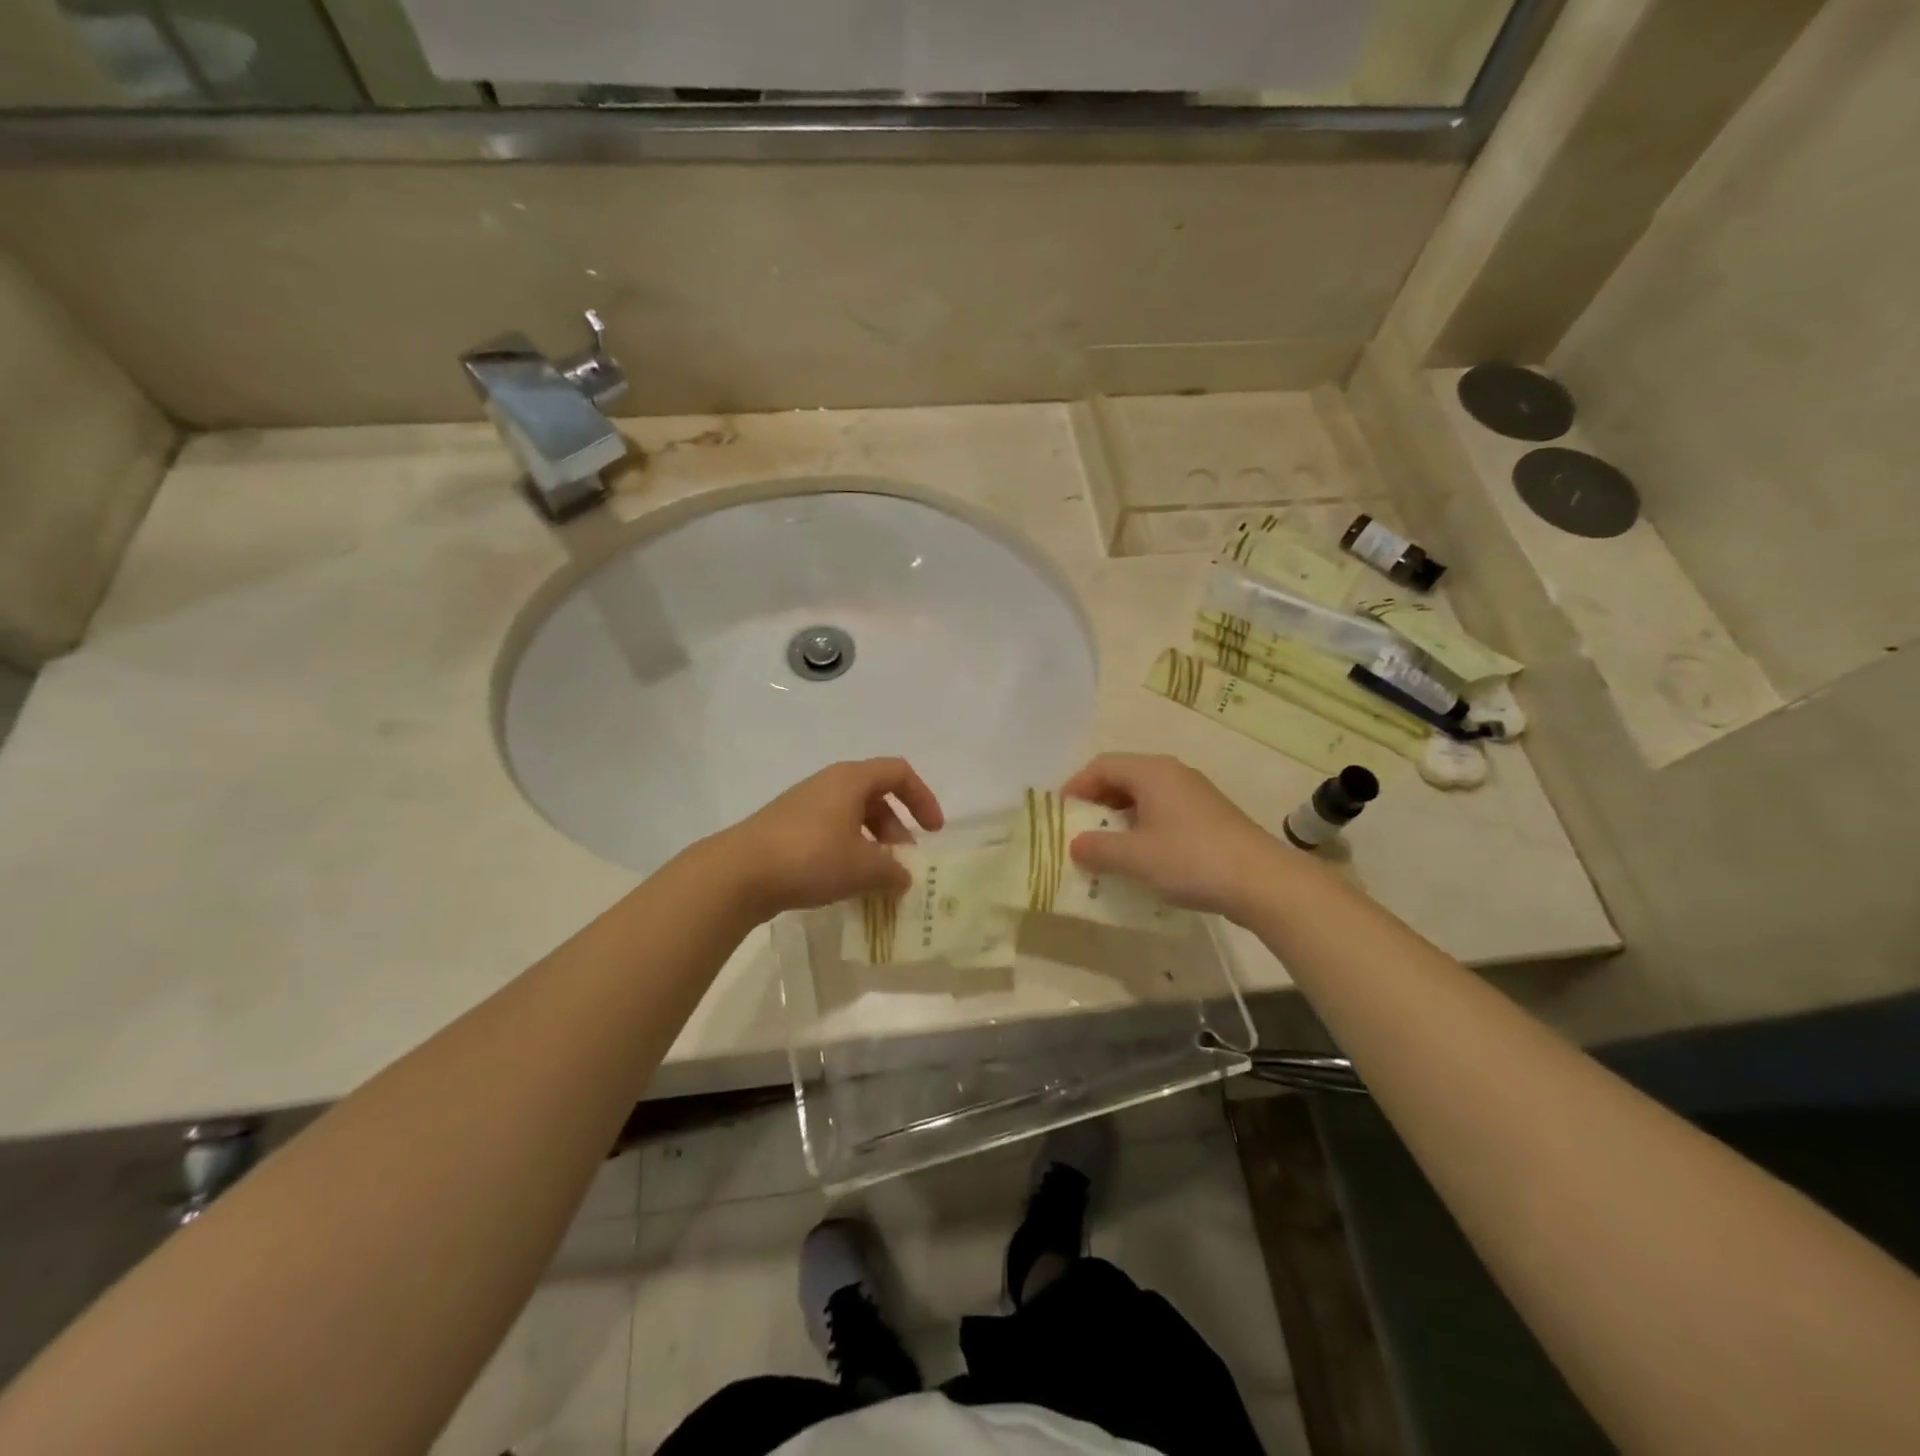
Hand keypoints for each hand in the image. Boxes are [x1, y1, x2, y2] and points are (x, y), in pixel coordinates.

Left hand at [719, 758, 944, 917]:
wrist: (738, 873)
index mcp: (850, 780)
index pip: (898, 773)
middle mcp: (828, 785)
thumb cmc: (810, 857)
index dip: (922, 798)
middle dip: (897, 831)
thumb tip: (903, 878)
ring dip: (872, 846)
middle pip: (876, 798)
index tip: (933, 831)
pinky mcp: (786, 830)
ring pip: (852, 819)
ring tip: (878, 882)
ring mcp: (804, 807)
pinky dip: (848, 854)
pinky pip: (830, 834)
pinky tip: (846, 886)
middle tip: (903, 866)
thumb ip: (892, 872)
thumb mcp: (863, 867)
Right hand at [1062, 753, 1291, 919]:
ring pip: (1144, 796)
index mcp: (1152, 772)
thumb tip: (1075, 845)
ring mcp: (1194, 794)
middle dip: (1096, 803)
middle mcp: (1172, 774)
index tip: (1060, 815)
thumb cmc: (1191, 859)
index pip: (1101, 766)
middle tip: (1079, 831)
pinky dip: (1143, 827)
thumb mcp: (1135, 857)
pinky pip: (1163, 812)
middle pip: (1122, 777)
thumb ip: (1098, 848)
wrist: (1262, 881)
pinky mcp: (1209, 816)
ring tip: (1105, 847)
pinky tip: (1141, 856)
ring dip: (1119, 817)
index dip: (1075, 787)